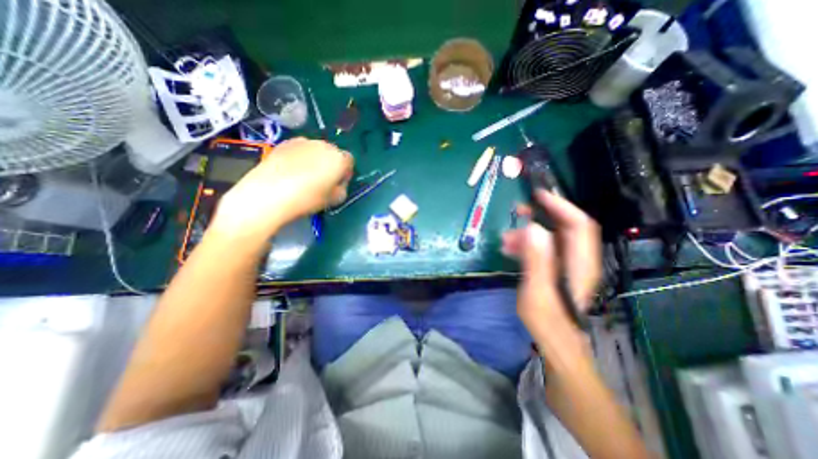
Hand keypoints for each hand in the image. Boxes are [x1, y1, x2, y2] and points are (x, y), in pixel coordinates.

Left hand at [209, 137, 353, 243]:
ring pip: (315, 150)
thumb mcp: (334, 200)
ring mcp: (302, 141)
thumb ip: (342, 188)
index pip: (349, 161)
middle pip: (333, 153)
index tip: (338, 183)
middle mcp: (323, 145)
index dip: (345, 172)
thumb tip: (338, 183)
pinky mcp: (284, 143)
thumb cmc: (307, 199)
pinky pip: (299, 149)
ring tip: (304, 176)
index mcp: (338, 159)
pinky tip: (290, 171)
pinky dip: (299, 157)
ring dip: (315, 159)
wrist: (268, 194)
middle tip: (322, 180)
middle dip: (330, 164)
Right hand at [506, 192, 599, 330]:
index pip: (577, 224)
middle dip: (541, 215)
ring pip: (550, 238)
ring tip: (505, 238)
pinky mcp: (555, 269)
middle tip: (517, 210)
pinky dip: (527, 245)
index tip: (539, 195)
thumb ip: (537, 260)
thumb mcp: (537, 290)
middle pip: (564, 227)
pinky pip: (542, 249)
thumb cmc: (548, 320)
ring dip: (528, 233)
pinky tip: (510, 249)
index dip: (561, 206)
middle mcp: (577, 259)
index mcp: (579, 262)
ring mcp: (566, 264)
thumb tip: (533, 229)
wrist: (556, 342)